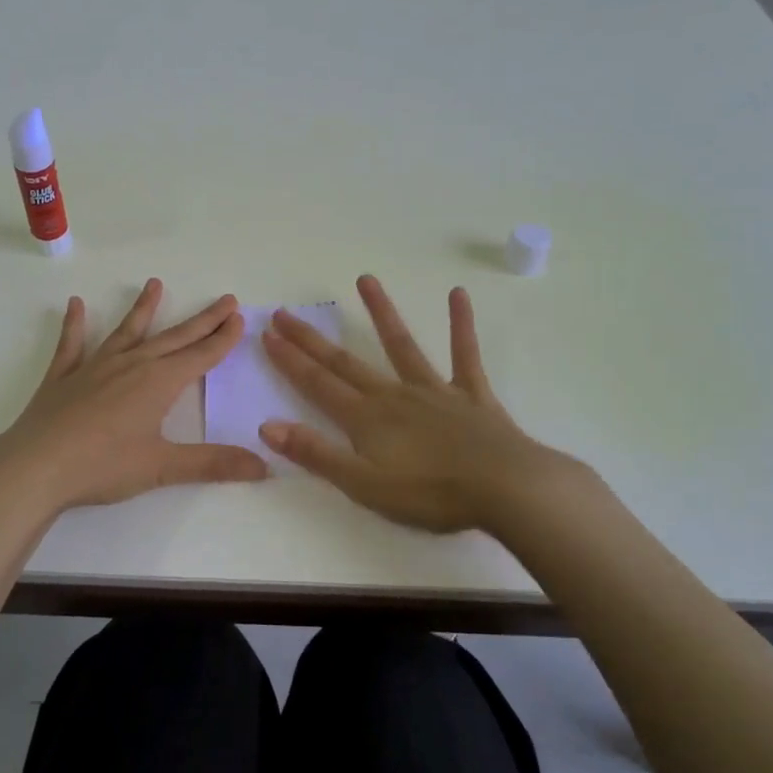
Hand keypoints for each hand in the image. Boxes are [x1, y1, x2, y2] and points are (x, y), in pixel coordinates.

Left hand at [0, 279, 268, 515]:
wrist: (35, 466)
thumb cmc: (103, 466)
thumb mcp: (162, 467)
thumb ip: (213, 464)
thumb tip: (264, 466)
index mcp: (158, 383)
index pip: (200, 355)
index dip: (222, 338)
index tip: (239, 317)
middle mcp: (131, 365)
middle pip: (174, 338)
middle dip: (202, 320)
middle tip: (224, 300)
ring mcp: (94, 367)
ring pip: (126, 332)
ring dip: (143, 309)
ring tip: (155, 284)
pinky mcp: (63, 377)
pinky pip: (72, 344)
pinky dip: (75, 325)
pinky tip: (75, 305)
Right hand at [261, 275, 601, 534]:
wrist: (506, 488)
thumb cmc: (431, 494)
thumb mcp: (363, 485)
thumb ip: (316, 454)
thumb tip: (266, 426)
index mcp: (366, 419)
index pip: (318, 384)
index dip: (290, 360)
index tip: (267, 334)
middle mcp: (394, 395)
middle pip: (345, 362)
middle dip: (312, 339)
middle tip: (285, 313)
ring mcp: (434, 390)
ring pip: (401, 345)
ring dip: (381, 312)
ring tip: (365, 278)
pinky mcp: (471, 394)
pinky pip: (464, 353)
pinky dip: (460, 324)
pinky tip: (458, 294)